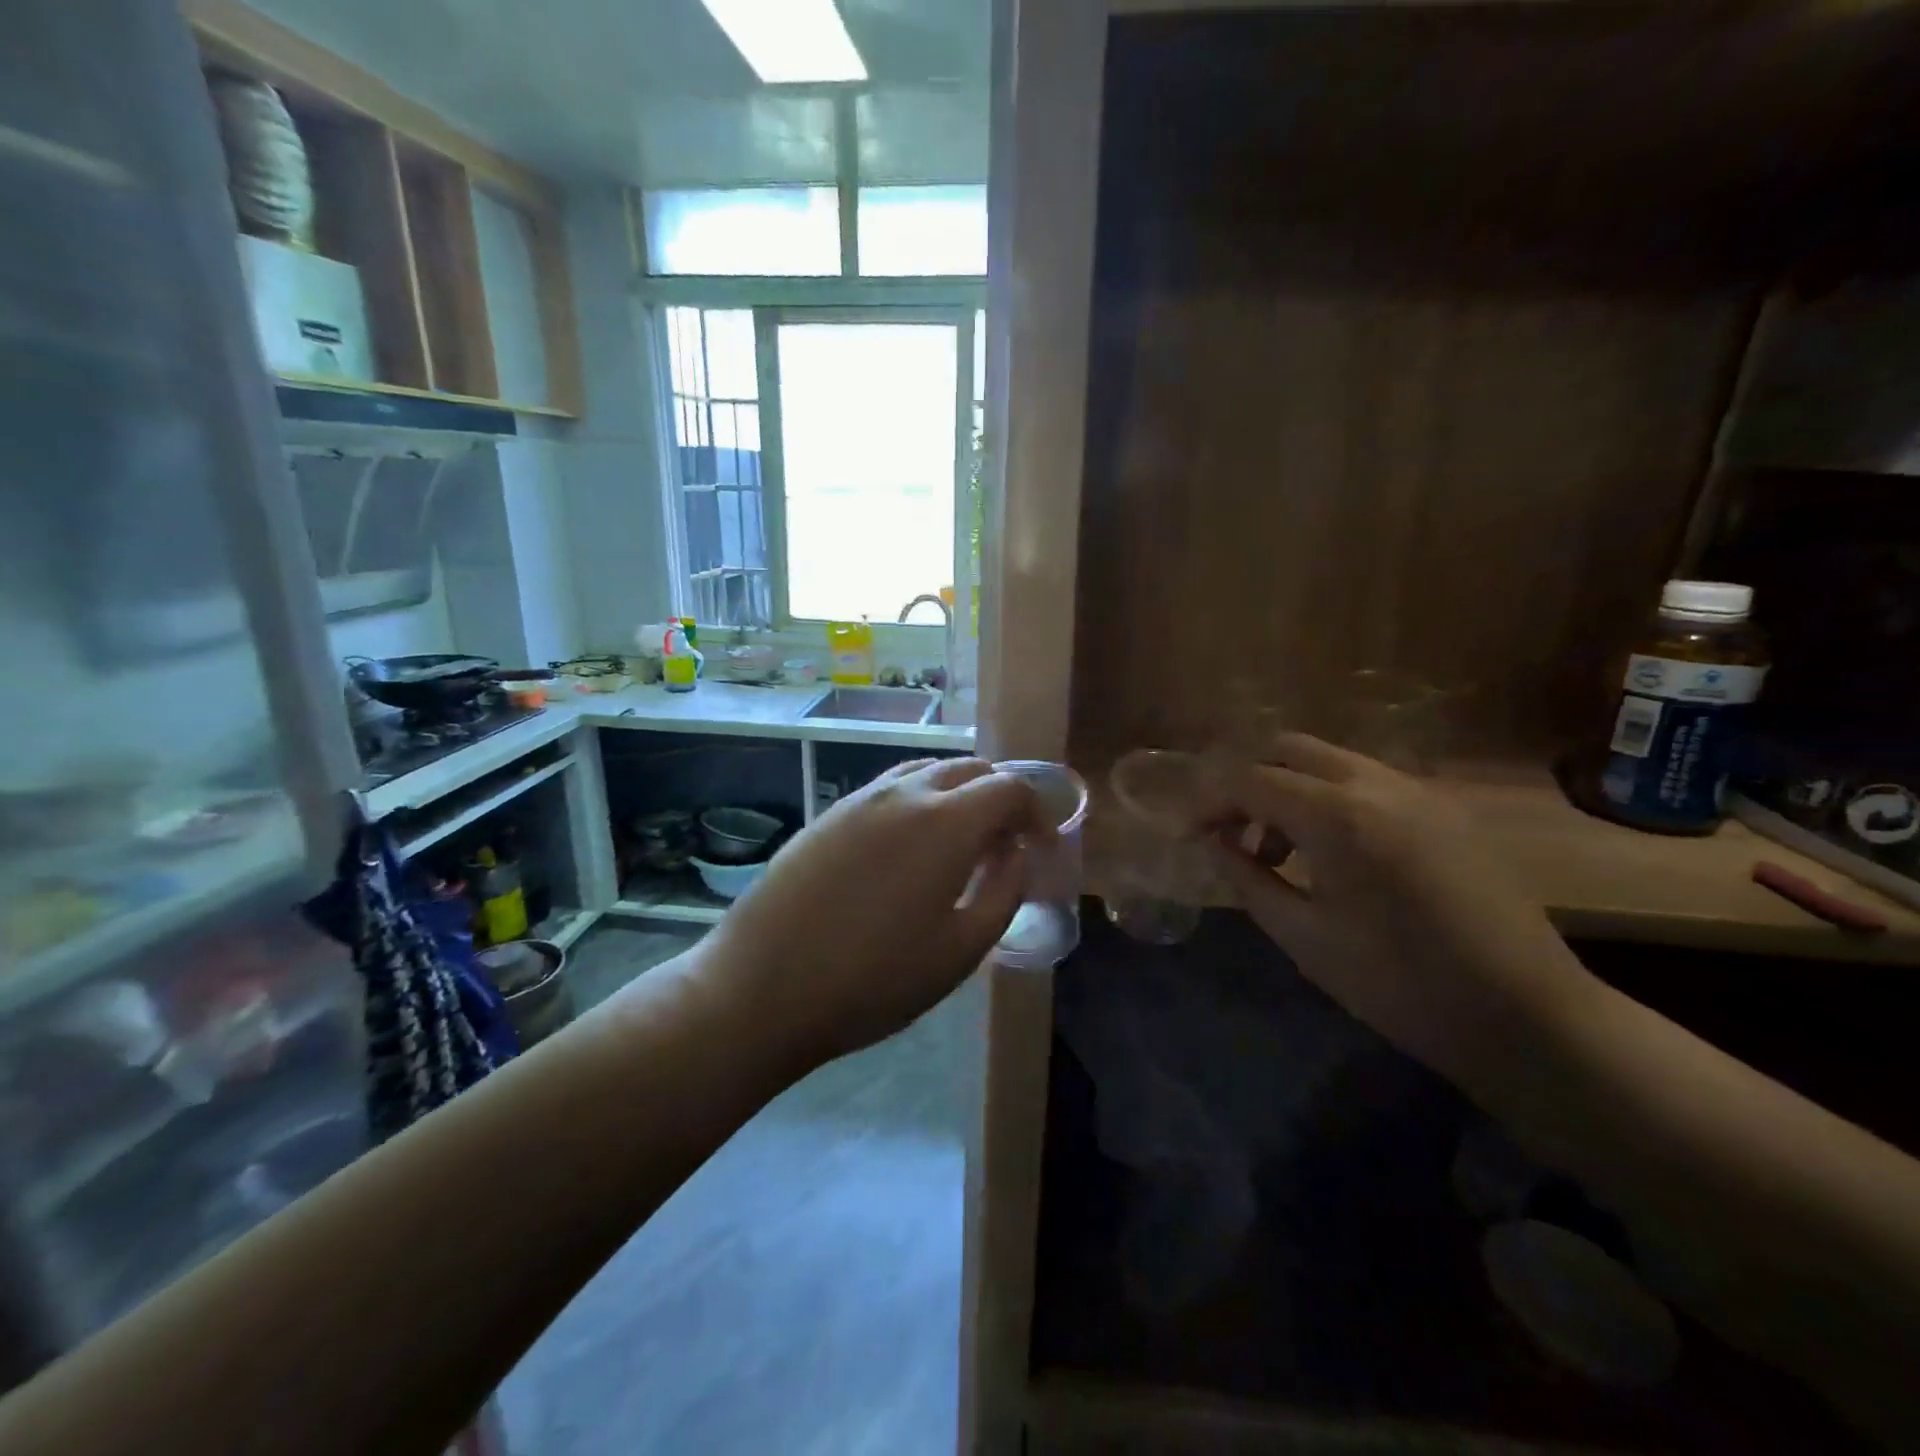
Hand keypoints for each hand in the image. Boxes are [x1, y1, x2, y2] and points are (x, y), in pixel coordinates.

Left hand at [697, 758, 1048, 1066]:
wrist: (761, 988)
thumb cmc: (873, 980)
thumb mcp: (960, 951)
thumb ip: (1003, 891)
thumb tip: (1017, 853)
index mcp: (945, 821)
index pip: (1009, 788)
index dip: (1036, 811)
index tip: (1042, 845)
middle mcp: (904, 793)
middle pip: (970, 769)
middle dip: (1000, 797)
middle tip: (1006, 844)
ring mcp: (861, 799)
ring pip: (927, 772)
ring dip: (958, 794)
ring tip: (961, 842)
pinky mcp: (830, 815)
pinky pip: (890, 789)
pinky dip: (919, 801)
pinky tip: (910, 847)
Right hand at [1206, 735, 1595, 1078]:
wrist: (1528, 1017)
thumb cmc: (1400, 985)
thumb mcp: (1304, 937)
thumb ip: (1247, 879)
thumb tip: (1214, 843)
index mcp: (1339, 816)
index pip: (1251, 779)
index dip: (1209, 801)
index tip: (1190, 834)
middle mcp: (1378, 784)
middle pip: (1288, 749)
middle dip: (1247, 781)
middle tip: (1230, 833)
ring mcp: (1418, 791)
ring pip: (1329, 761)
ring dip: (1288, 790)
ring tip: (1275, 853)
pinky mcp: (1444, 809)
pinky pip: (1367, 782)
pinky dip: (1329, 800)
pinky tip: (1330, 855)